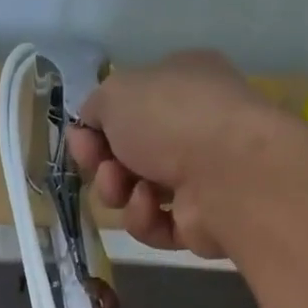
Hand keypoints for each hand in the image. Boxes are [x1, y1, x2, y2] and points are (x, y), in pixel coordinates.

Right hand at [65, 50, 299, 258]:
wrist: (225, 173)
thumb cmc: (171, 117)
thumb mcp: (116, 92)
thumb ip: (95, 107)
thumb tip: (91, 128)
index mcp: (183, 83)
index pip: (132, 106)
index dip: (98, 125)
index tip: (81, 139)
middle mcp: (195, 127)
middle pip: (129, 154)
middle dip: (103, 163)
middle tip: (98, 165)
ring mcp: (201, 177)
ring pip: (136, 192)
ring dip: (118, 191)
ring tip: (123, 188)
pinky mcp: (200, 221)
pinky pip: (155, 224)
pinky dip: (144, 217)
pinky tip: (149, 205)